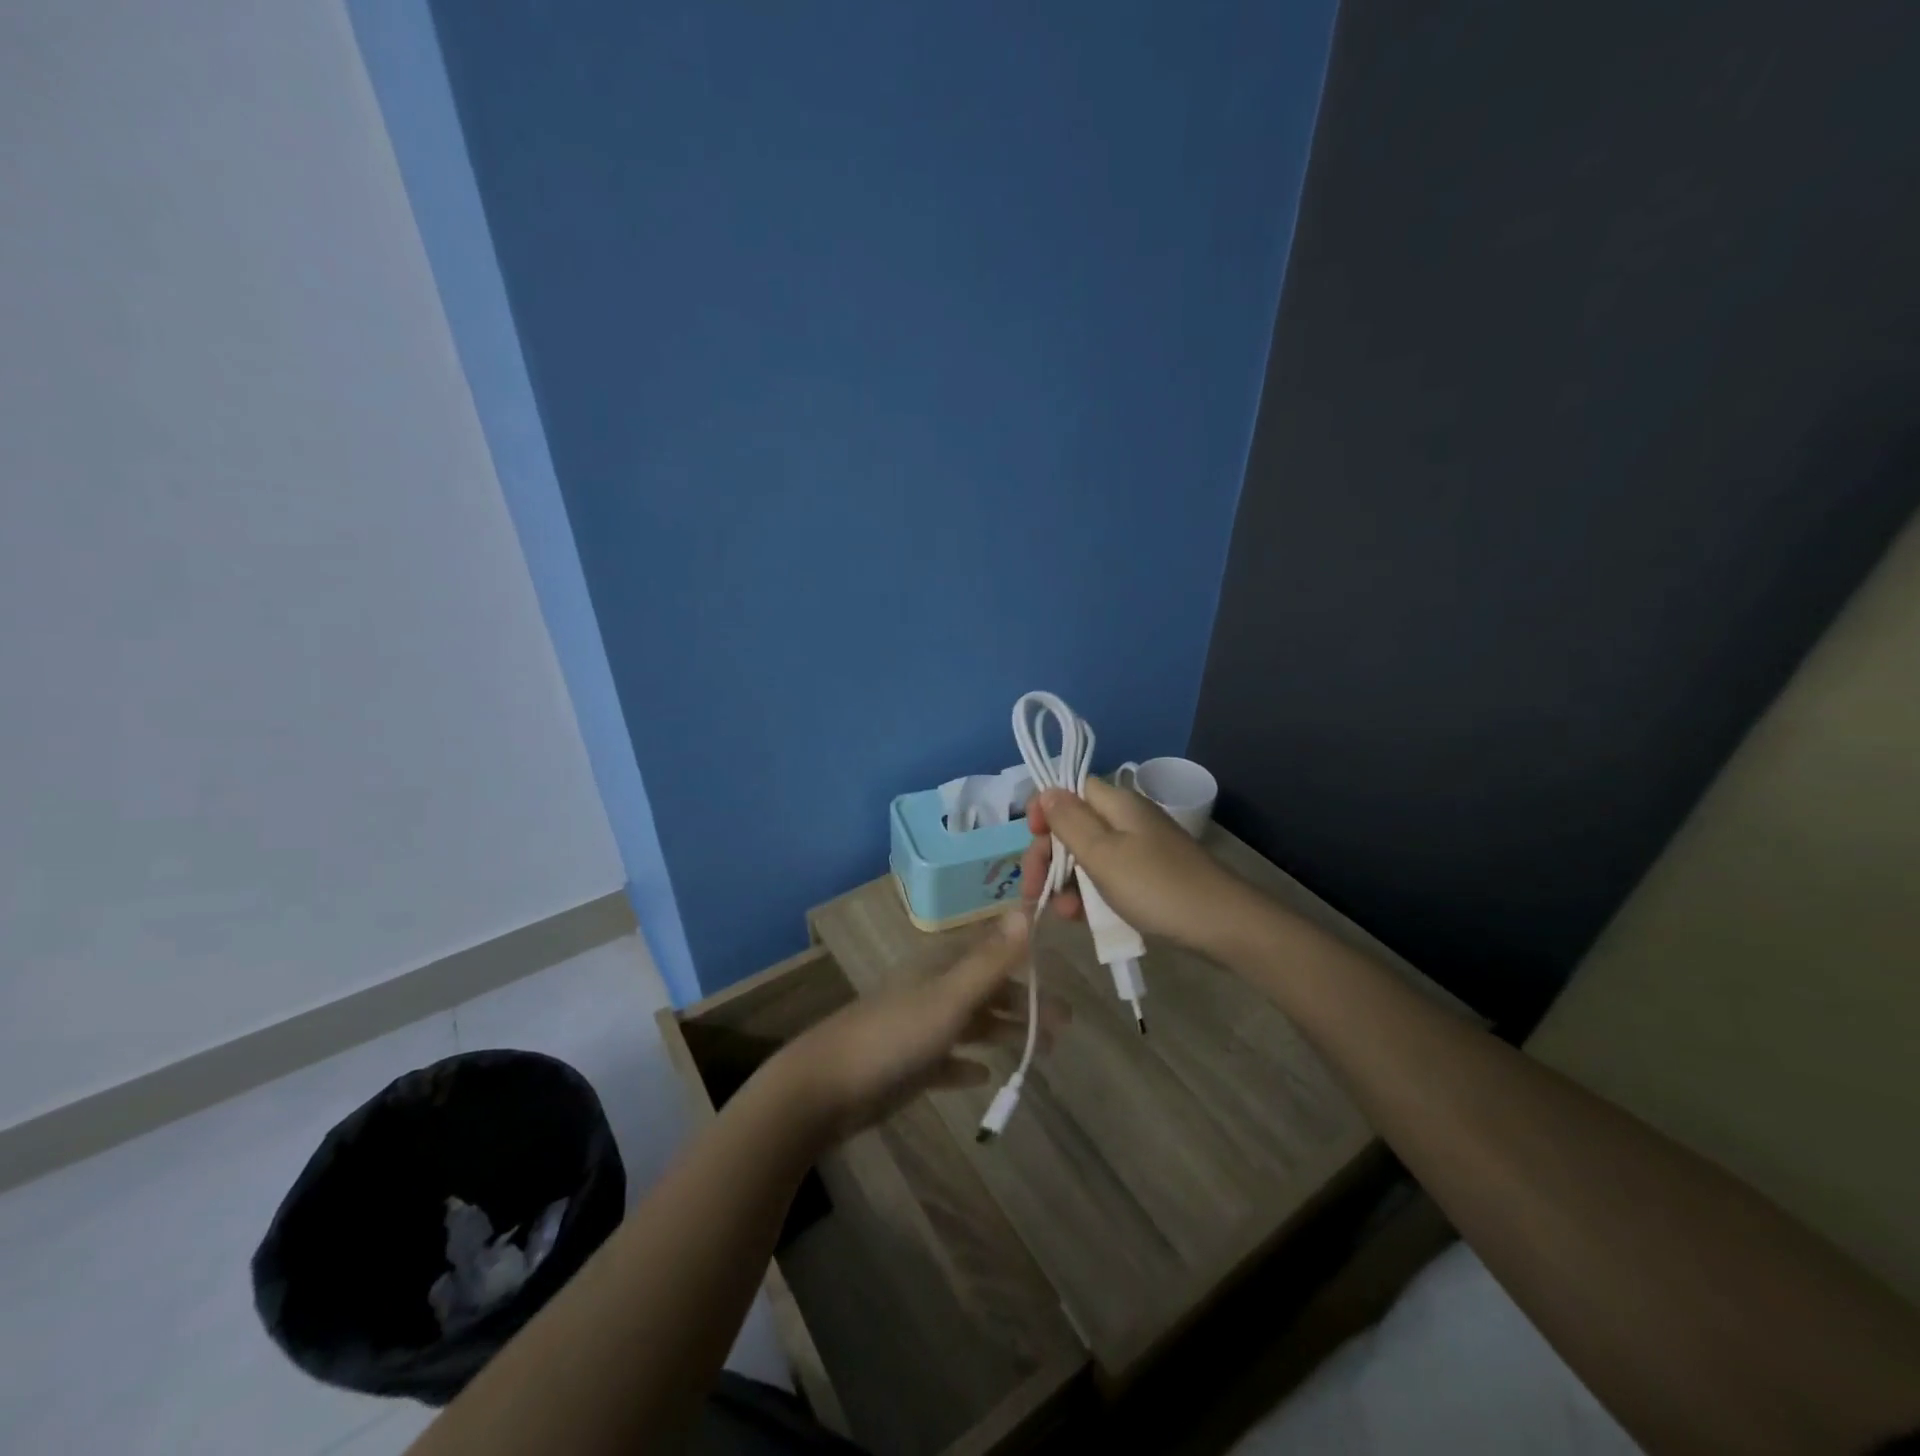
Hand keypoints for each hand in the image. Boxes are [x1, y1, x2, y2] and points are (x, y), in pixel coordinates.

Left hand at [771, 911, 1069, 1141]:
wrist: (826, 1086)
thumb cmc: (894, 1036)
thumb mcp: (949, 997)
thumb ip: (990, 960)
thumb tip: (1026, 910)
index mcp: (940, 968)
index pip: (992, 953)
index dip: (1025, 960)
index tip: (1060, 974)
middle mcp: (931, 991)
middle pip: (987, 991)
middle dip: (1025, 1004)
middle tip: (1065, 1025)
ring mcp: (918, 1028)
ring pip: (972, 1024)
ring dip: (1004, 1032)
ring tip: (1042, 1050)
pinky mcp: (908, 1064)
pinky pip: (948, 1059)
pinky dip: (968, 1063)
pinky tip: (986, 1074)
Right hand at [1020, 778, 1261, 955]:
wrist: (1222, 925)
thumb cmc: (1155, 886)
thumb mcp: (1103, 854)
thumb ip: (1069, 821)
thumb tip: (1046, 790)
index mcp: (1116, 803)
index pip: (1069, 789)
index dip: (1045, 809)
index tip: (1032, 837)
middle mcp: (1126, 819)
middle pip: (1073, 825)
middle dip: (1048, 855)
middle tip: (1033, 889)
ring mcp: (1139, 848)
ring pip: (1087, 856)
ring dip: (1066, 881)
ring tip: (1062, 913)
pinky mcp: (1148, 876)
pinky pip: (1107, 877)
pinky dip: (1090, 894)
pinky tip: (1082, 918)